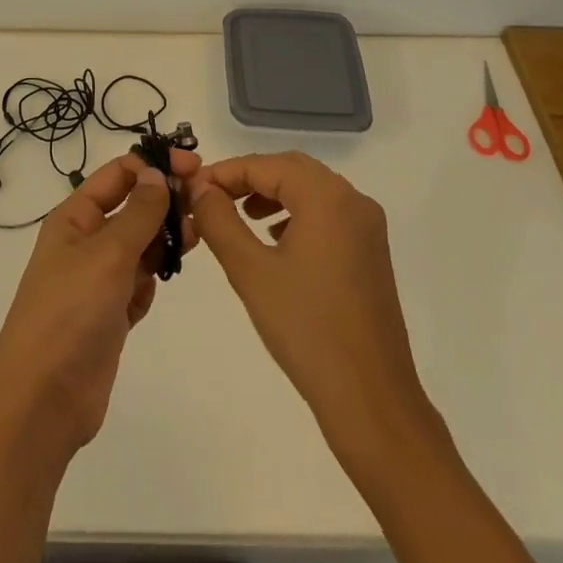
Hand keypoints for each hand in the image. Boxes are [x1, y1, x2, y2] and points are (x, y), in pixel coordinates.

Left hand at [0, 149, 199, 458]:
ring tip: (192, 240)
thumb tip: (157, 174)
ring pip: (140, 246)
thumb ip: (138, 213)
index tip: (194, 167)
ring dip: (163, 241)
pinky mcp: (110, 314)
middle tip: (204, 205)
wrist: (43, 401)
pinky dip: (151, 282)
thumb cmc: (70, 314)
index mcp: (74, 218)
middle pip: (132, 208)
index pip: (118, 175)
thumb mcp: (107, 254)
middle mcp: (85, 242)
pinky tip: (156, 289)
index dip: (154, 165)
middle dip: (165, 203)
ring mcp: (97, 280)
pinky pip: (139, 283)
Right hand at [187, 151, 437, 468]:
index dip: (225, 172)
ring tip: (238, 218)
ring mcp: (367, 227)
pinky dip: (296, 213)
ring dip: (272, 194)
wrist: (371, 398)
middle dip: (248, 179)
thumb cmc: (306, 329)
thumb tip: (199, 186)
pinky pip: (328, 213)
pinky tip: (274, 241)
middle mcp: (352, 200)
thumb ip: (218, 220)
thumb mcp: (250, 270)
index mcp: (326, 196)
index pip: (265, 164)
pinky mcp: (371, 252)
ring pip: (310, 190)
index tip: (192, 188)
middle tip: (212, 199)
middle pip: (290, 169)